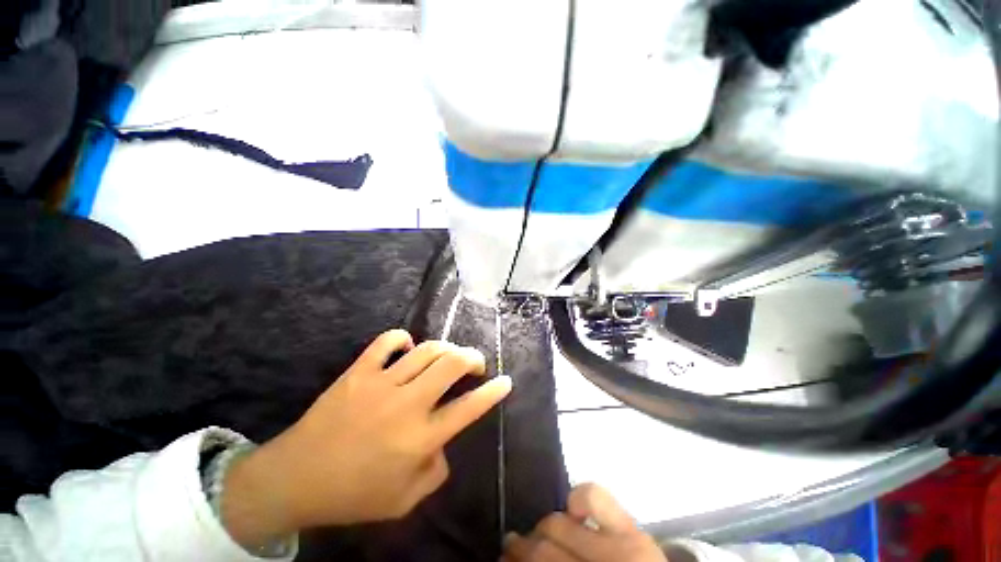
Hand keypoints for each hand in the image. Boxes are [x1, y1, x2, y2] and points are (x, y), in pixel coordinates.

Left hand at [221, 329, 511, 547]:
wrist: (295, 479)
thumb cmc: (352, 495)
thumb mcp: (404, 501)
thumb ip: (436, 472)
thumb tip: (445, 444)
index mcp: (420, 439)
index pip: (468, 408)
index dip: (493, 392)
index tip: (506, 381)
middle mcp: (407, 405)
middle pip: (451, 365)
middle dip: (472, 358)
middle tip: (475, 363)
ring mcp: (381, 384)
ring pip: (427, 350)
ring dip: (445, 348)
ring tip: (448, 355)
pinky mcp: (358, 372)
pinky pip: (386, 342)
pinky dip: (402, 338)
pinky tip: (408, 346)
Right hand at [502, 484, 666, 561]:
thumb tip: (514, 559)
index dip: (514, 561)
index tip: (502, 559)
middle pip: (544, 548)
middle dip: (522, 546)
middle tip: (511, 547)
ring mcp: (619, 545)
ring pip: (558, 521)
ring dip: (543, 526)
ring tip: (538, 532)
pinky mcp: (633, 528)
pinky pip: (596, 496)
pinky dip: (577, 499)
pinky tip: (572, 512)